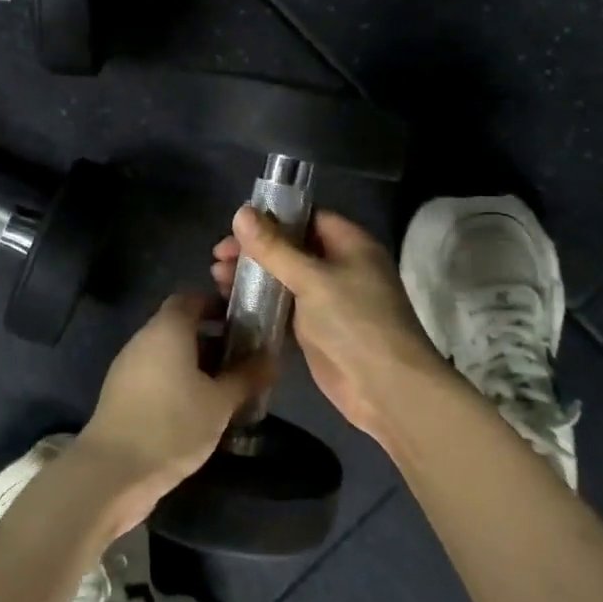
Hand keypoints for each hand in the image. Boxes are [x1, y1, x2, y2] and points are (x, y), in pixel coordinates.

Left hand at [77, 292, 268, 531]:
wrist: (112, 472)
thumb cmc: (172, 425)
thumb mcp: (220, 402)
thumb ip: (247, 376)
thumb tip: (273, 358)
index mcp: (167, 328)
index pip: (192, 298)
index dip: (218, 306)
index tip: (244, 323)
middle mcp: (144, 339)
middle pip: (180, 326)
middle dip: (212, 339)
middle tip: (242, 359)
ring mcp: (128, 367)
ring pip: (168, 354)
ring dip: (195, 364)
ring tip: (226, 388)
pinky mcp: (121, 395)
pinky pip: (156, 376)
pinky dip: (177, 383)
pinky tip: (198, 410)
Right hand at [212, 207, 446, 445]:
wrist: (386, 389)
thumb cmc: (355, 321)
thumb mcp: (312, 279)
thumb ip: (274, 247)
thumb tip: (242, 212)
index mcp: (350, 243)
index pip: (307, 218)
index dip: (272, 218)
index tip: (235, 226)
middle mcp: (340, 266)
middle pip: (292, 248)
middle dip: (256, 250)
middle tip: (217, 257)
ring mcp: (329, 300)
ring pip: (285, 279)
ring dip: (254, 277)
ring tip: (216, 279)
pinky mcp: (317, 330)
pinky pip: (284, 308)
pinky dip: (260, 304)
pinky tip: (231, 303)